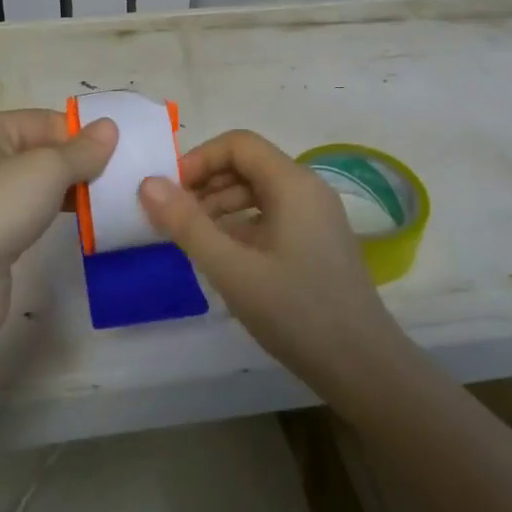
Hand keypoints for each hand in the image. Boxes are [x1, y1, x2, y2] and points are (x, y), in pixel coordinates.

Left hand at [0, 109, 117, 337]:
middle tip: (122, 177)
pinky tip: (84, 222)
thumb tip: (109, 126)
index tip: (119, 152)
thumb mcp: (47, 169)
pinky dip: (58, 213)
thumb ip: (82, 149)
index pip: (46, 120)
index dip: (81, 134)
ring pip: (40, 184)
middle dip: (80, 162)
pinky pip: (34, 212)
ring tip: (110, 199)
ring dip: (73, 190)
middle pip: (44, 151)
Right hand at [138, 130, 408, 393]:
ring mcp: (317, 217)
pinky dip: (242, 224)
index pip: (239, 144)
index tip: (169, 192)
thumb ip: (187, 224)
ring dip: (221, 205)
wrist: (364, 367)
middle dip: (207, 183)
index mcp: (293, 183)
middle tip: (173, 216)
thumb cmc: (296, 311)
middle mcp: (308, 189)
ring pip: (260, 192)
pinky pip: (272, 216)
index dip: (199, 159)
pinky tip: (222, 255)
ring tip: (191, 237)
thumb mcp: (232, 268)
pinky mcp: (317, 242)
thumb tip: (147, 184)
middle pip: (249, 165)